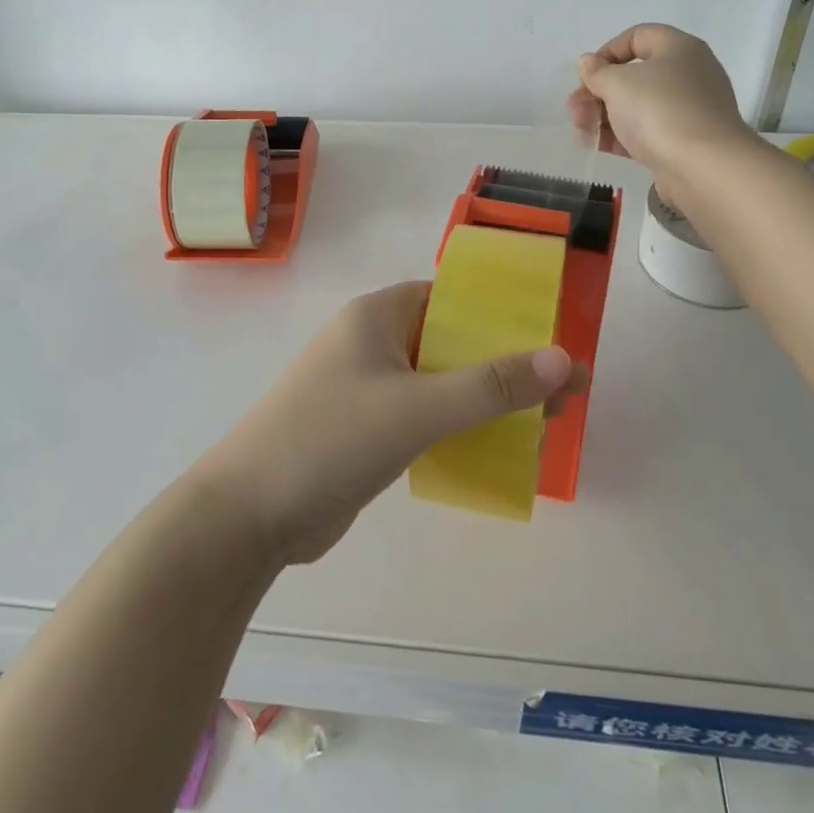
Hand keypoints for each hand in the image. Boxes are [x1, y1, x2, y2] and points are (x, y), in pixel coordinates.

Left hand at [197, 283, 586, 564]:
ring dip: (484, 398)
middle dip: (503, 363)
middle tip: (561, 391)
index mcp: (377, 316)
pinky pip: (423, 415)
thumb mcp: (417, 408)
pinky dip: (458, 425)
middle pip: (450, 341)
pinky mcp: (365, 429)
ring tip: (543, 422)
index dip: (501, 313)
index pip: (450, 297)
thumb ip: (491, 386)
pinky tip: (495, 447)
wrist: (248, 515)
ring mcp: (366, 387)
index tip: (549, 337)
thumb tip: (565, 360)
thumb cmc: (330, 440)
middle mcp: (371, 343)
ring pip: (439, 382)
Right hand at [568, 24, 751, 182]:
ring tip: (581, 130)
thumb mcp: (618, 83)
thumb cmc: (659, 111)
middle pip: (635, 75)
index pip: (637, 36)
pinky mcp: (685, 140)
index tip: (586, 75)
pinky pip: (647, 131)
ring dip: (604, 115)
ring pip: (638, 105)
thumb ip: (597, 72)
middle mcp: (689, 74)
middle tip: (575, 109)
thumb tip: (589, 62)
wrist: (703, 166)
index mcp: (678, 48)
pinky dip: (621, 135)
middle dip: (599, 91)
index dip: (606, 52)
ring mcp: (689, 109)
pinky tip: (596, 145)